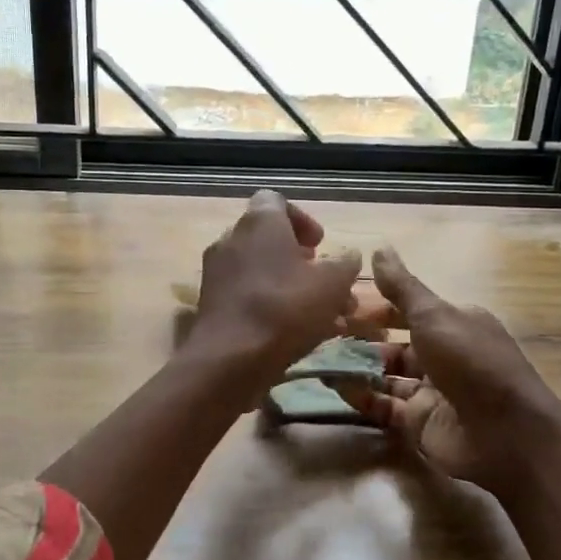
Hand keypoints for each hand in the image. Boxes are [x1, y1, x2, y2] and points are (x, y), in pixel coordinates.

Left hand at [186, 191, 360, 378]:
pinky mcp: (212, 304)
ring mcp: (217, 272)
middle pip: (270, 240)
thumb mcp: (333, 283)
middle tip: (325, 282)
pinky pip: (248, 295)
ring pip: (262, 272)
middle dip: (302, 261)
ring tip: (323, 317)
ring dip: (292, 288)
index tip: (320, 245)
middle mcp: (232, 239)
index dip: (302, 220)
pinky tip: (299, 334)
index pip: (276, 201)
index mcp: (259, 222)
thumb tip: (348, 256)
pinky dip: (272, 307)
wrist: (230, 359)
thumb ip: (344, 263)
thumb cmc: (285, 308)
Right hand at [344, 248, 560, 499]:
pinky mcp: (419, 423)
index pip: (407, 310)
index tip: (338, 302)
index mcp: (453, 324)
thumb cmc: (472, 363)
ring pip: (385, 374)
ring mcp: (430, 391)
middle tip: (319, 332)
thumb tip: (379, 249)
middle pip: (393, 343)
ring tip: (317, 357)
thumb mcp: (435, 316)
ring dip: (355, 366)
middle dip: (360, 338)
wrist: (506, 435)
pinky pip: (383, 405)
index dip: (374, 306)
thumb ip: (402, 288)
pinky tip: (334, 385)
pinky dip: (361, 396)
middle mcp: (442, 355)